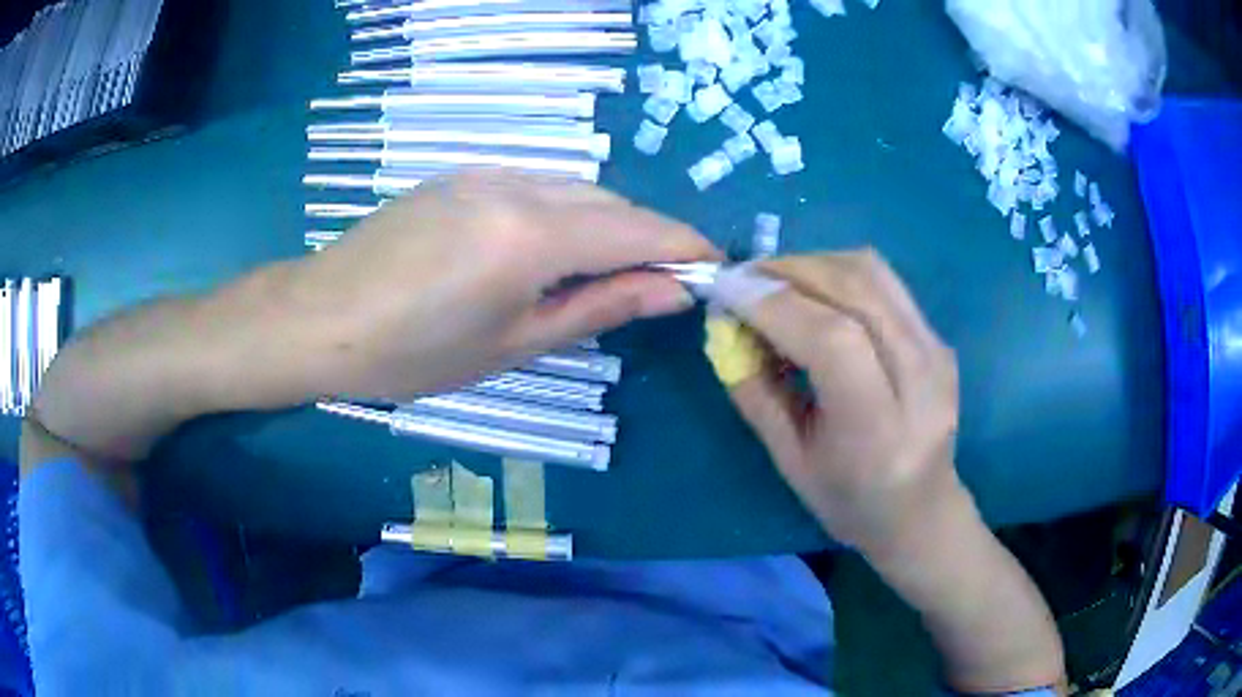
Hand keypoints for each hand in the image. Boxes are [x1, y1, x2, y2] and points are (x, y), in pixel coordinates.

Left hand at [289, 172, 718, 398]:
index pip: (638, 230)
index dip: (685, 247)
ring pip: (577, 188)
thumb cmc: (413, 354)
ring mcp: (487, 171)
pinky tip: (549, 248)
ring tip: (605, 273)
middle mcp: (518, 186)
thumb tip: (674, 290)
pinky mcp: (463, 173)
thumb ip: (601, 307)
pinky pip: (538, 184)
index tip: (715, 269)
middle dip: (649, 237)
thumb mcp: (515, 343)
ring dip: (607, 224)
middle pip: (612, 203)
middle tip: (660, 284)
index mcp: (532, 236)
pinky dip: (566, 212)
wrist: (322, 318)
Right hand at [718, 250, 961, 554]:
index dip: (773, 304)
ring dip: (813, 264)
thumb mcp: (789, 461)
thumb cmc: (849, 501)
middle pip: (856, 289)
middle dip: (789, 271)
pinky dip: (838, 275)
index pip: (831, 339)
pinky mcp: (939, 338)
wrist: (921, 510)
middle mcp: (919, 378)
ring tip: (774, 282)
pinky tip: (813, 295)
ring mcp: (937, 351)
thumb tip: (725, 327)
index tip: (724, 289)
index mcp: (879, 428)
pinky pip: (884, 283)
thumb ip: (756, 391)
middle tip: (742, 278)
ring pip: (872, 271)